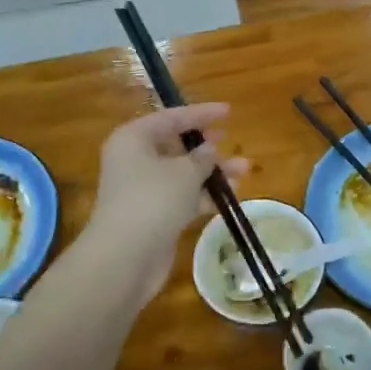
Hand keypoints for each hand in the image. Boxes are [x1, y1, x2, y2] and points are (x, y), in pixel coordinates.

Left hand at [84, 104, 248, 300]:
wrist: (125, 257)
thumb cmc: (153, 200)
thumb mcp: (185, 172)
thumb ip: (203, 157)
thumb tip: (210, 149)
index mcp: (134, 138)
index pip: (171, 117)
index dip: (201, 114)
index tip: (229, 112)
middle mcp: (135, 160)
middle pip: (176, 146)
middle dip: (208, 147)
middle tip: (232, 141)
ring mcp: (143, 189)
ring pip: (183, 173)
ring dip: (212, 172)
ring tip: (244, 171)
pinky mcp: (153, 215)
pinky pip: (183, 197)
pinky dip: (204, 195)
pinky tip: (231, 196)